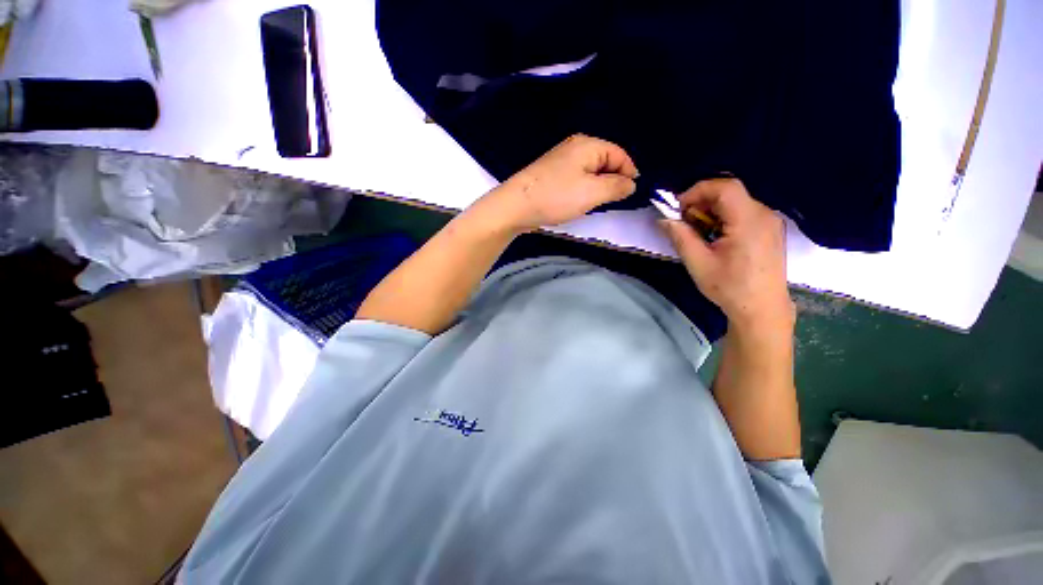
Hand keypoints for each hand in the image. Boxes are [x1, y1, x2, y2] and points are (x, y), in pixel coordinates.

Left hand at [480, 134, 638, 233]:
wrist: (517, 205)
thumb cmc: (557, 197)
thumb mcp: (593, 192)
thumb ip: (617, 187)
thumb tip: (632, 184)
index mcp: (588, 145)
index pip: (620, 154)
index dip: (629, 173)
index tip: (631, 194)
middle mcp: (576, 147)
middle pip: (605, 161)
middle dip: (613, 181)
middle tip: (611, 201)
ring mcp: (562, 160)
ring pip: (591, 171)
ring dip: (598, 187)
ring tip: (595, 203)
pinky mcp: (553, 174)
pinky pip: (577, 178)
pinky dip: (584, 189)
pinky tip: (579, 201)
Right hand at [660, 178, 793, 329]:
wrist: (762, 309)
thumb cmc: (729, 287)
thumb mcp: (698, 263)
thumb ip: (680, 237)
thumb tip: (663, 219)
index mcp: (749, 221)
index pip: (724, 187)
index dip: (698, 191)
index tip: (679, 209)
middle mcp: (764, 214)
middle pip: (730, 193)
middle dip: (702, 202)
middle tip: (684, 223)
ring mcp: (771, 222)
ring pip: (736, 202)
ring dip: (712, 211)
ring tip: (698, 233)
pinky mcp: (771, 230)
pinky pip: (744, 213)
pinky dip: (724, 218)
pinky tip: (715, 238)